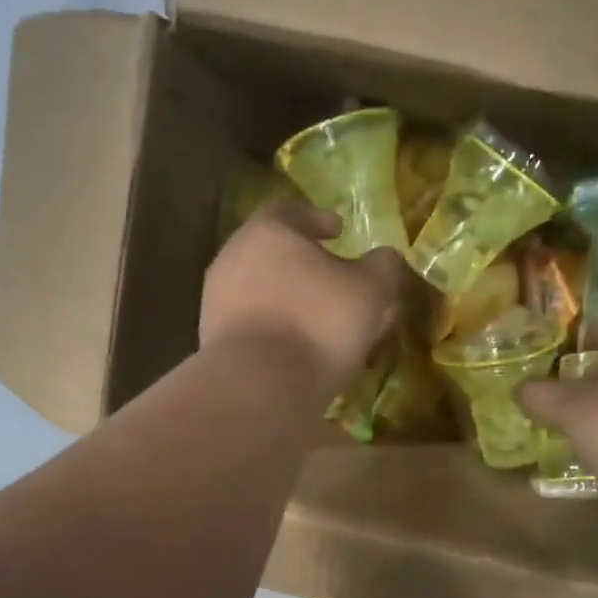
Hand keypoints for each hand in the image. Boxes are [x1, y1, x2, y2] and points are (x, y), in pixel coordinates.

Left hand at [200, 201, 408, 392]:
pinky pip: (251, 324)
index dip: (318, 219)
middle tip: (332, 279)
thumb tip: (385, 259)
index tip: (338, 230)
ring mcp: (216, 300)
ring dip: (288, 300)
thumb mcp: (370, 291)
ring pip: (260, 290)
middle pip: (272, 251)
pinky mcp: (212, 340)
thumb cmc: (317, 324)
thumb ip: (383, 267)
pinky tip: (296, 348)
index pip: (291, 211)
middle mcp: (234, 257)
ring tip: (318, 320)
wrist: (257, 386)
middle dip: (303, 263)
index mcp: (268, 232)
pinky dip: (274, 328)